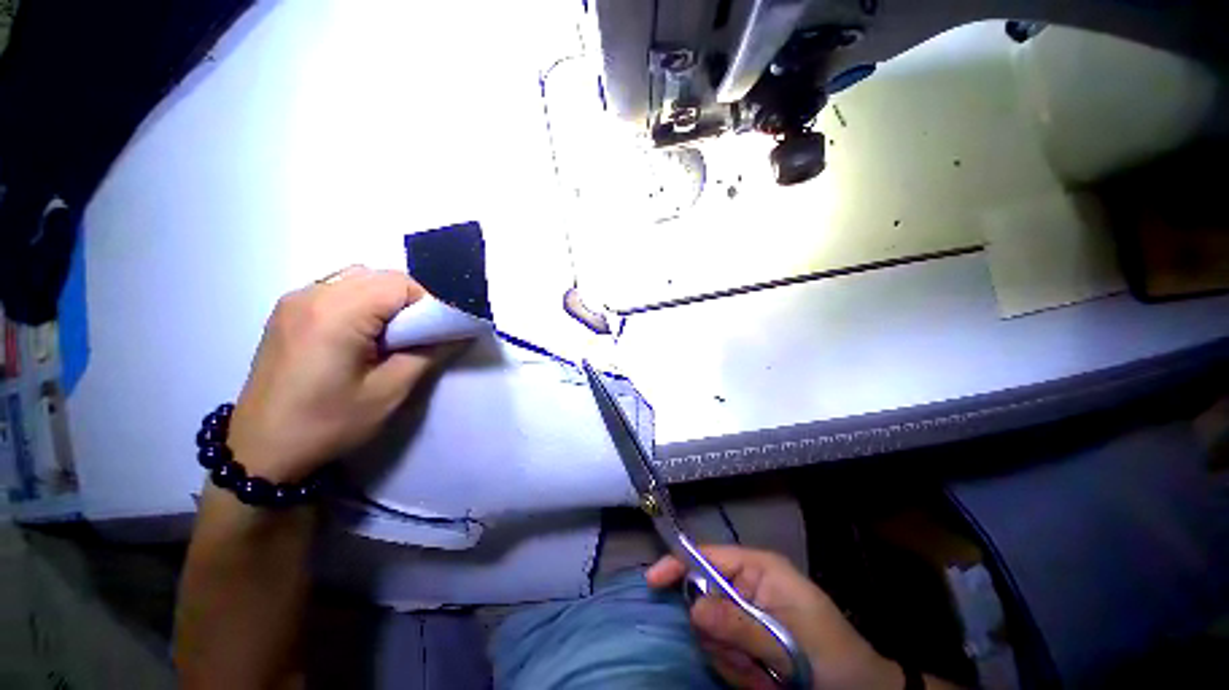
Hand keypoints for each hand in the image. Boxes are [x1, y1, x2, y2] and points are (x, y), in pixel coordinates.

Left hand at [228, 267, 455, 482]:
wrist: (262, 451)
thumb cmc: (328, 423)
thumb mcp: (389, 392)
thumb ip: (427, 354)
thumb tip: (455, 334)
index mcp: (336, 314)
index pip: (399, 284)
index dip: (426, 304)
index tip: (432, 332)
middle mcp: (311, 295)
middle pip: (378, 276)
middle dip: (408, 301)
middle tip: (414, 336)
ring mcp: (293, 301)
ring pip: (357, 278)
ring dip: (383, 299)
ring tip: (387, 335)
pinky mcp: (285, 312)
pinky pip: (335, 288)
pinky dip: (359, 301)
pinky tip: (358, 334)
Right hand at [647, 545, 902, 689]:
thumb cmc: (830, 656)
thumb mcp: (787, 642)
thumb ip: (740, 626)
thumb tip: (692, 609)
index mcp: (758, 568)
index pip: (707, 556)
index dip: (678, 564)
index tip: (652, 582)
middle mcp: (747, 584)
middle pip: (703, 597)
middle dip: (718, 634)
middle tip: (746, 661)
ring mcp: (746, 612)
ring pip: (710, 629)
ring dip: (730, 657)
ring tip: (762, 674)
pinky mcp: (746, 638)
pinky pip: (721, 651)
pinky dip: (735, 670)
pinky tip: (761, 679)